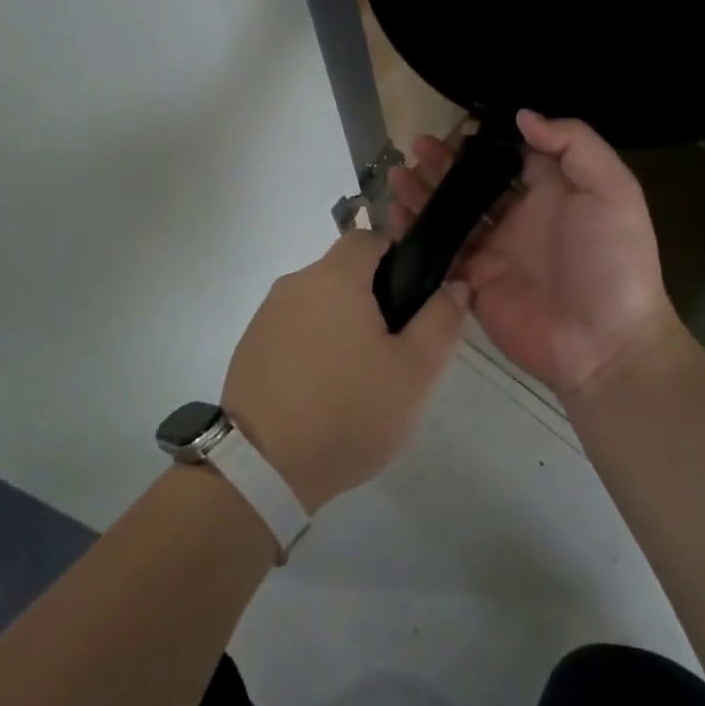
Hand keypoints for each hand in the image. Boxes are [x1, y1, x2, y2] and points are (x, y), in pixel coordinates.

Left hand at [221, 229, 467, 513]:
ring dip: (340, 322)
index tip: (411, 297)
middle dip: (370, 296)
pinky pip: (292, 328)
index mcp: (334, 278)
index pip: (368, 237)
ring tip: (357, 375)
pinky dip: (311, 345)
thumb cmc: (348, 411)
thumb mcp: (414, 372)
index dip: (396, 256)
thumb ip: (441, 321)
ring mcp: (266, 315)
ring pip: (317, 301)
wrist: (263, 468)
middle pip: (342, 271)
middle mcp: (295, 284)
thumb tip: (454, 285)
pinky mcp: (249, 346)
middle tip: (392, 347)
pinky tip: (321, 389)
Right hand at [389, 110, 685, 400]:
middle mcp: (520, 215)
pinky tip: (395, 212)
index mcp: (553, 190)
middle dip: (447, 162)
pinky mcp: (474, 280)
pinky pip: (440, 250)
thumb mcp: (612, 190)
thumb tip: (523, 115)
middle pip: (475, 181)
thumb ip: (574, 144)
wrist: (604, 344)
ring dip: (425, 192)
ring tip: (398, 173)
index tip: (458, 124)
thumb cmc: (612, 260)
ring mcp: (494, 249)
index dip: (487, 138)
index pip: (513, 154)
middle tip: (417, 145)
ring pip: (452, 212)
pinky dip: (416, 231)